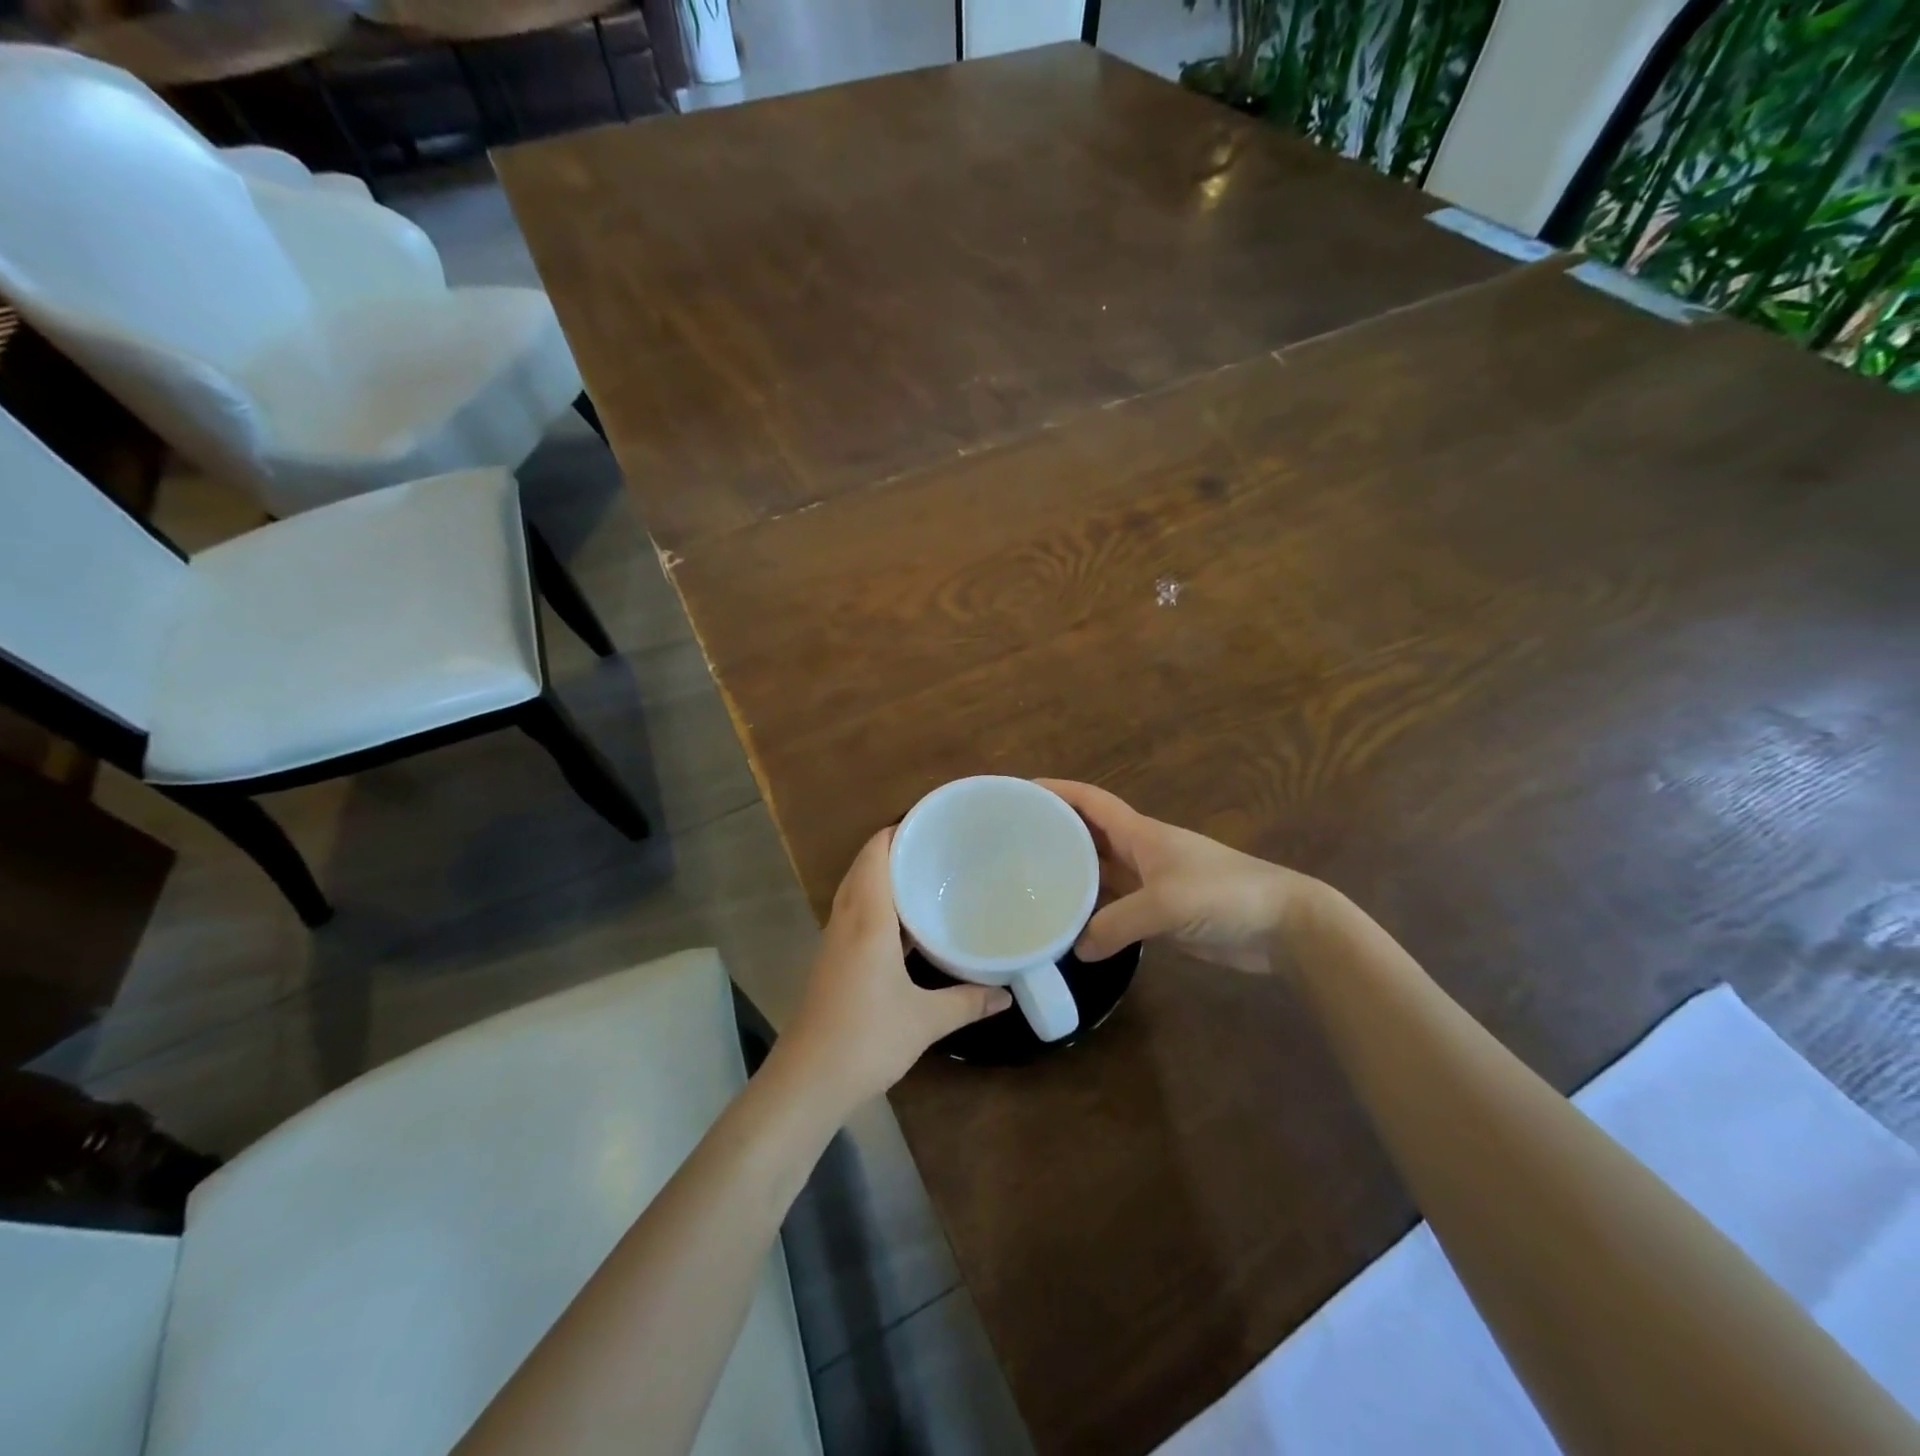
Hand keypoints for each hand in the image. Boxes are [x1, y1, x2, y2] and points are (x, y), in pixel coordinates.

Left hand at [783, 828, 1011, 1108]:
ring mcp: (835, 942)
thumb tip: (1008, 993)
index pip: (875, 855)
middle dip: (895, 849)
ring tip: (926, 875)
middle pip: (864, 867)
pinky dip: (878, 905)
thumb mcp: (926, 1020)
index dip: (898, 831)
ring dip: (884, 877)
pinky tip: (906, 924)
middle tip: (937, 846)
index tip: (933, 822)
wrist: (808, 1081)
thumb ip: (969, 1001)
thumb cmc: (867, 1039)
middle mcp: (846, 921)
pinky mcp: (833, 962)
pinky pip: (855, 915)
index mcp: (867, 920)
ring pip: (857, 891)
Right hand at [1038, 779, 1320, 975]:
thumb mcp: (1165, 905)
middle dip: (1053, 832)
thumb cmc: (1224, 894)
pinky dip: (1091, 912)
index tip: (1019, 791)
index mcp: (1140, 833)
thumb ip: (1116, 924)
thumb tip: (1077, 949)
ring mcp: (1149, 884)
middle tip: (1010, 844)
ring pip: (1099, 872)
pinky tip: (1068, 925)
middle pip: (1088, 834)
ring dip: (1070, 874)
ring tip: (1027, 883)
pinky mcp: (1159, 914)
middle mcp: (1139, 852)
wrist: (1282, 925)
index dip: (1056, 791)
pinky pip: (1114, 906)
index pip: (1090, 801)